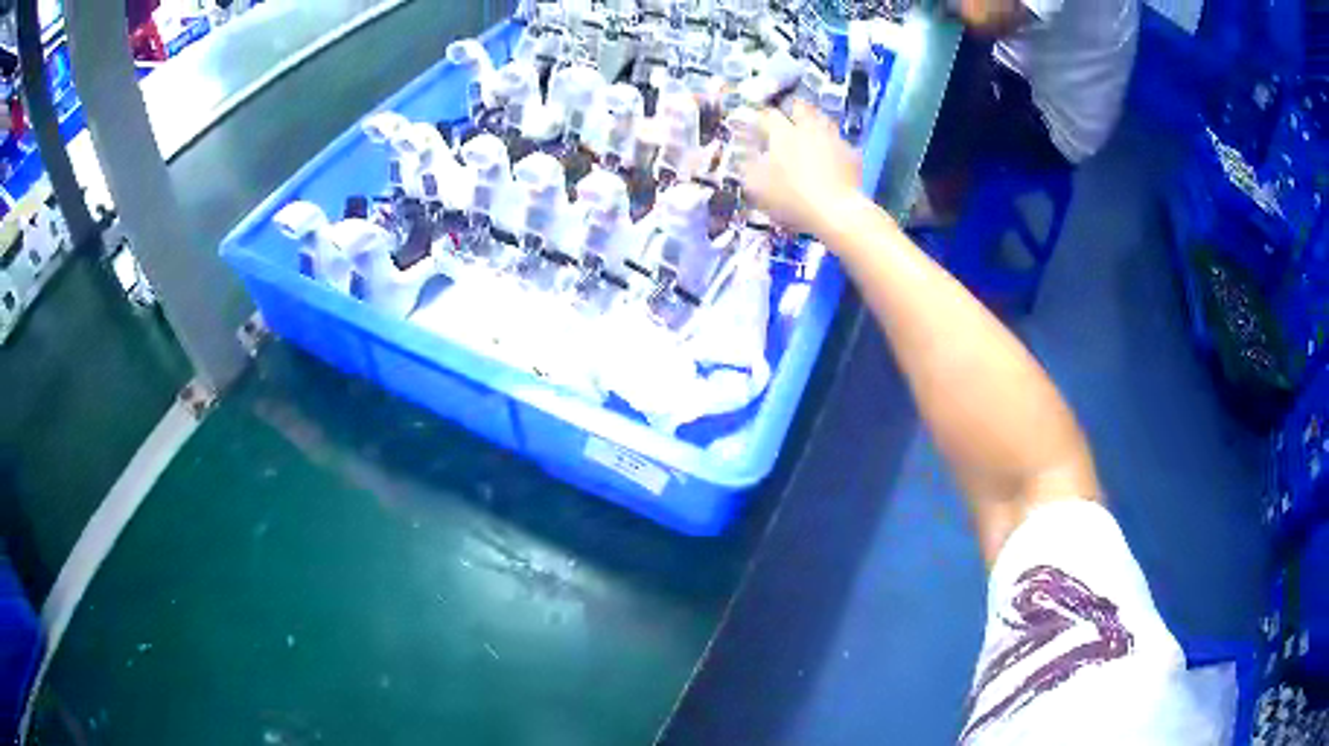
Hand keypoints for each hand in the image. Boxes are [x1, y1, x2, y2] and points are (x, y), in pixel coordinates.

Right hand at [742, 101, 863, 237]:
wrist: (835, 211)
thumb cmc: (792, 198)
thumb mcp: (757, 186)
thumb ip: (749, 166)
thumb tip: (744, 155)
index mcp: (782, 134)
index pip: (768, 115)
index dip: (762, 118)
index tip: (759, 125)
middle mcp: (808, 129)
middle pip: (800, 107)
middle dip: (793, 109)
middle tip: (789, 118)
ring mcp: (832, 139)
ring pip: (823, 119)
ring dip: (816, 122)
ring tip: (811, 132)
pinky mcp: (851, 153)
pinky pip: (840, 141)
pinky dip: (834, 144)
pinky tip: (832, 154)